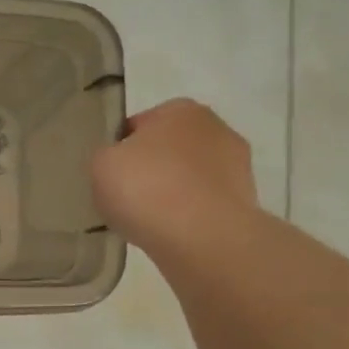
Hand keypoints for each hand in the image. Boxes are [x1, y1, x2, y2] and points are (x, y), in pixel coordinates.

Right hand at [90, 98, 257, 253]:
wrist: (200, 238)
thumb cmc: (146, 188)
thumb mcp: (101, 164)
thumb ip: (108, 155)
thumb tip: (120, 163)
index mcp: (181, 110)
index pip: (139, 126)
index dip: (120, 150)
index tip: (111, 174)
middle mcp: (217, 129)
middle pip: (168, 149)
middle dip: (151, 169)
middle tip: (126, 197)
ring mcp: (238, 167)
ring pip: (188, 178)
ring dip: (171, 193)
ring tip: (147, 221)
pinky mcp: (246, 203)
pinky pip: (203, 205)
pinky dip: (188, 216)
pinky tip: (169, 233)